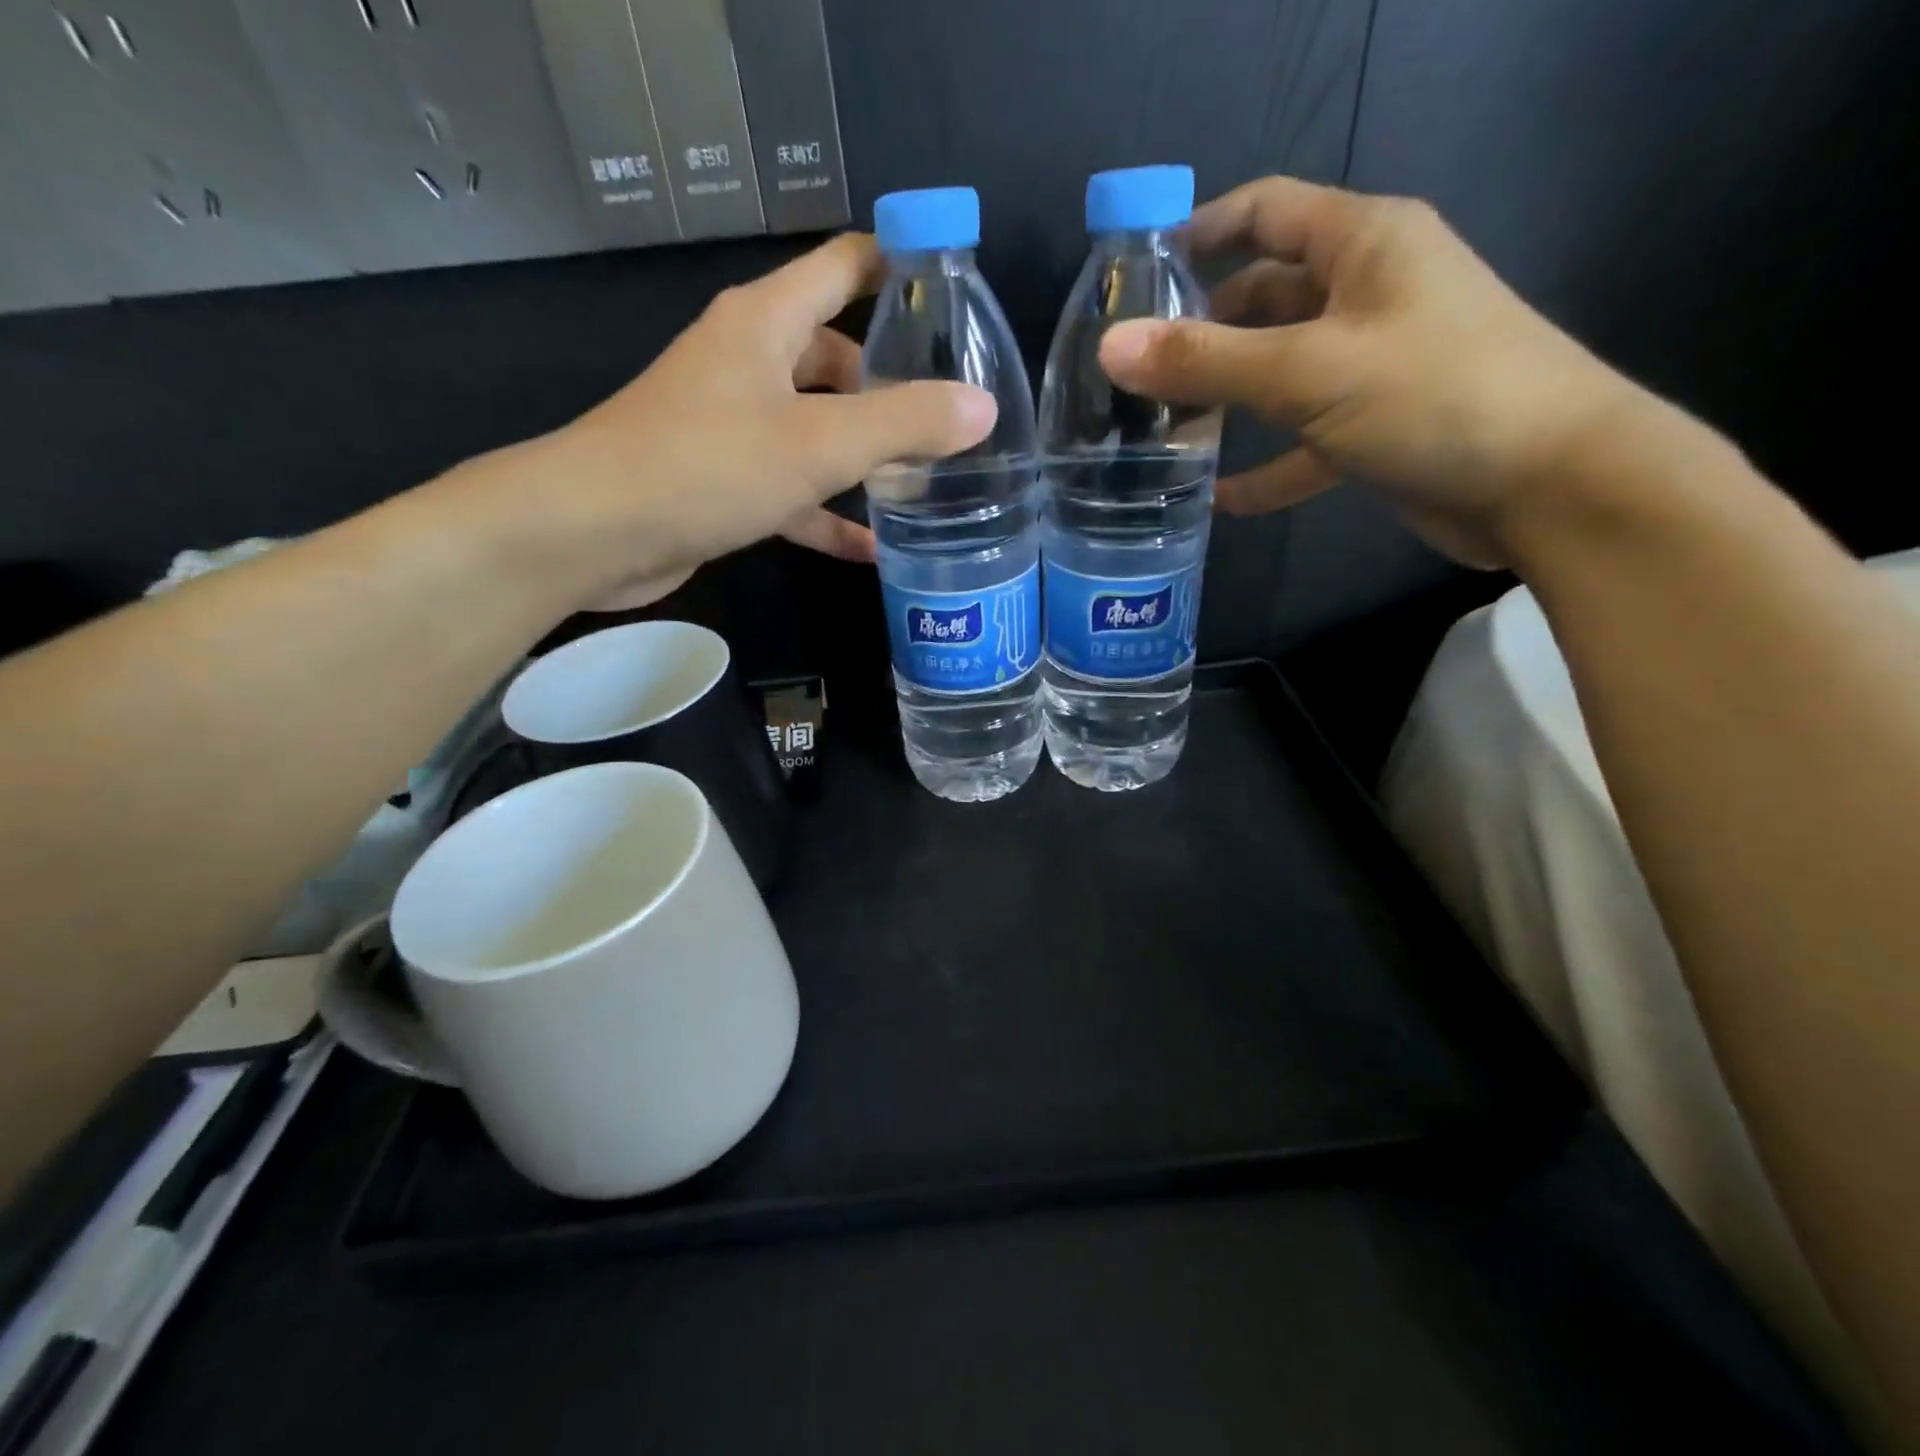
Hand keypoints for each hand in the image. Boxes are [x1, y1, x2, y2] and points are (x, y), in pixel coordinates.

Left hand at [532, 233, 996, 601]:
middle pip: (836, 356)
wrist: (594, 532)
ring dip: (864, 455)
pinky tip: (872, 548)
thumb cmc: (706, 466)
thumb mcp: (819, 442)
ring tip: (924, 483)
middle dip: (892, 384)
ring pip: (817, 427)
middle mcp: (750, 362)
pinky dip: (829, 513)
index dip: (900, 268)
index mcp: (767, 323)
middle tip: (950, 417)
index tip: (955, 296)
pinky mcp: (724, 480)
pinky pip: (793, 487)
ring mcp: (734, 424)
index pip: (845, 265)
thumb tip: (982, 408)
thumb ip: (904, 423)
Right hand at [1098, 176, 1647, 565]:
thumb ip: (1206, 361)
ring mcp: (1372, 364)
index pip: (1266, 211)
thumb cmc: (1433, 395)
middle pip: (1264, 299)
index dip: (1200, 231)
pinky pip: (1302, 441)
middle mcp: (1367, 293)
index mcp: (1362, 244)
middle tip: (1134, 375)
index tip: (1137, 274)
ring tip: (1161, 432)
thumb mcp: (1308, 371)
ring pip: (1279, 372)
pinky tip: (1218, 499)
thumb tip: (1112, 346)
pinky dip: (1264, 467)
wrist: (1549, 483)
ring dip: (1226, 401)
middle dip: (1201, 332)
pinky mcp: (1375, 427)